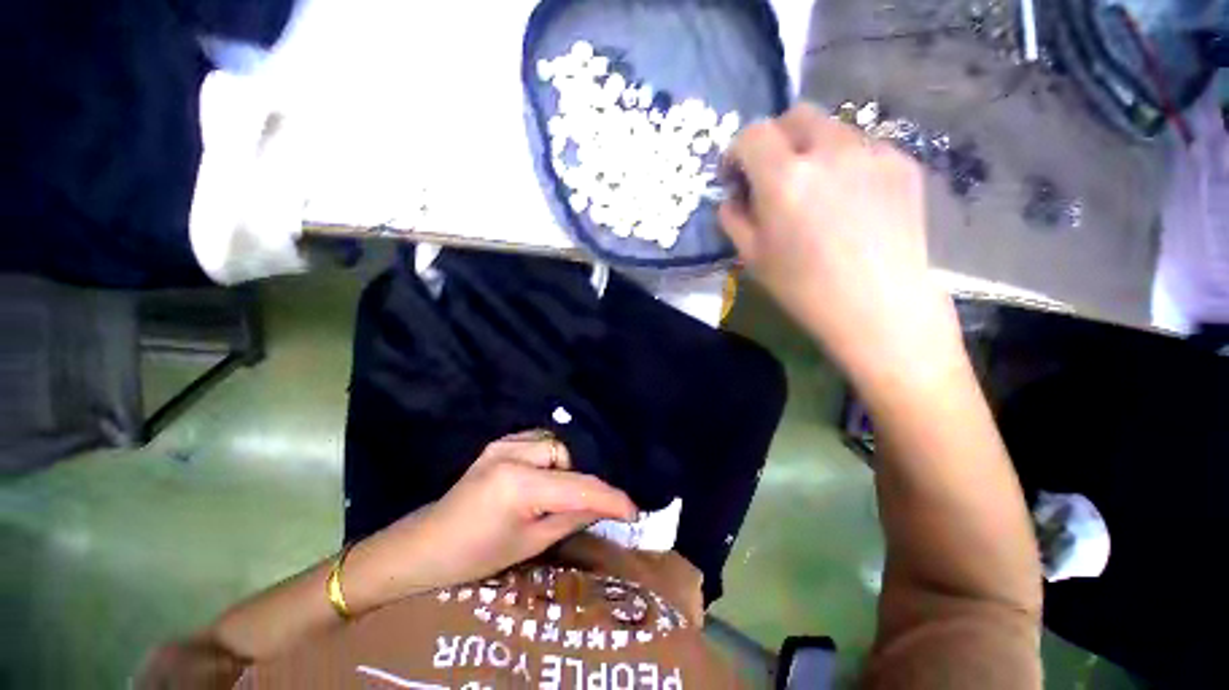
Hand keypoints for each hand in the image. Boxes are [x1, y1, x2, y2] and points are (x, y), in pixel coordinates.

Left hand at [345, 431, 637, 610]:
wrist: (425, 544)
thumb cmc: (475, 556)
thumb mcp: (530, 543)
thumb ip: (573, 518)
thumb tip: (606, 507)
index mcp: (518, 485)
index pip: (577, 486)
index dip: (609, 497)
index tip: (633, 509)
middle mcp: (512, 453)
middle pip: (566, 455)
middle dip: (575, 480)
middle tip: (571, 506)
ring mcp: (503, 443)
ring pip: (553, 444)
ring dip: (561, 467)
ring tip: (549, 493)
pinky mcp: (498, 443)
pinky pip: (537, 441)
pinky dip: (547, 458)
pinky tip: (536, 477)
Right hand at [720, 103, 962, 392]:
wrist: (879, 307)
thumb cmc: (805, 288)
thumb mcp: (752, 258)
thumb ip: (733, 219)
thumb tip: (731, 198)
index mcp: (785, 178)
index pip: (752, 134)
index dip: (736, 150)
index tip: (735, 175)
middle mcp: (829, 151)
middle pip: (796, 116)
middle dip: (775, 139)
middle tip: (773, 174)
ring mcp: (872, 152)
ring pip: (832, 129)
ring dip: (811, 150)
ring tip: (815, 189)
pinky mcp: (902, 163)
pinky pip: (863, 148)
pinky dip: (845, 163)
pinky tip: (849, 199)